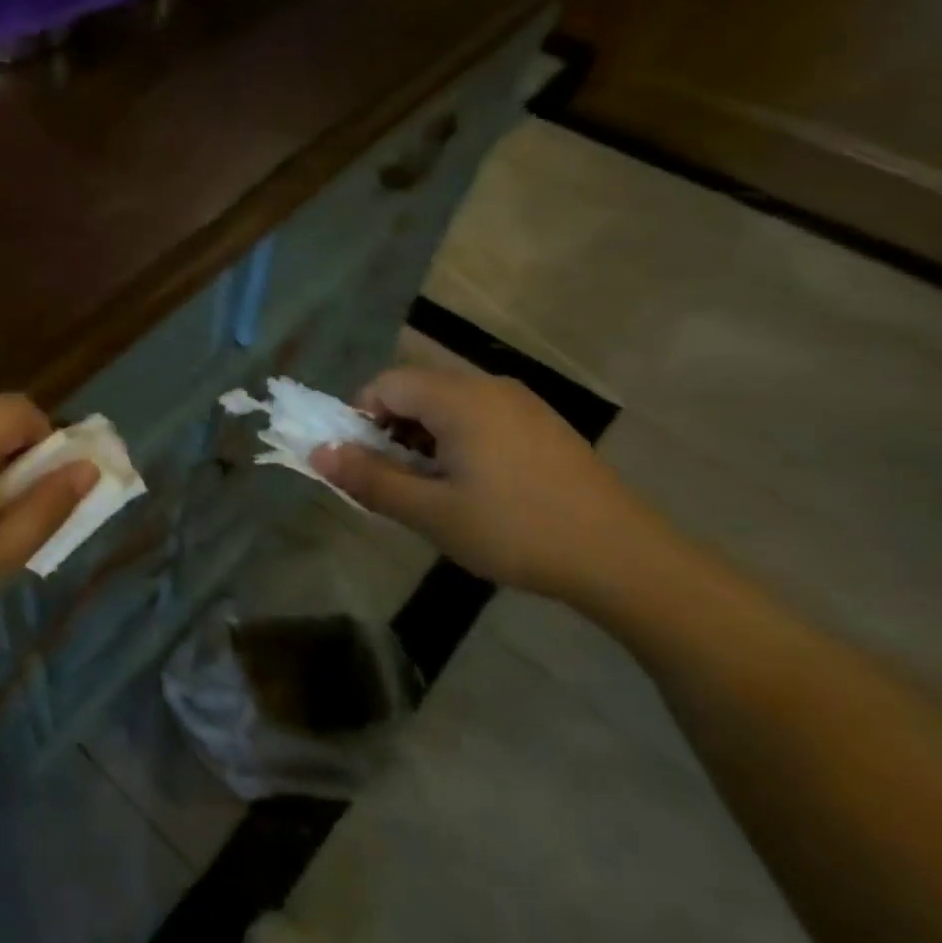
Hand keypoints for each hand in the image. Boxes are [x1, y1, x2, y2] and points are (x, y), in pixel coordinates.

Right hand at [310, 366, 668, 608]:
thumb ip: (370, 479)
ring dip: (423, 439)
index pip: (385, 384)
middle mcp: (489, 387)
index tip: (363, 464)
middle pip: (416, 391)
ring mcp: (522, 404)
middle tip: (395, 483)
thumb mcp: (431, 512)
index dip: (360, 419)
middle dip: (390, 432)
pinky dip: (457, 442)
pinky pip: (480, 417)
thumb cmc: (516, 531)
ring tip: (433, 491)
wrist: (623, 558)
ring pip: (447, 406)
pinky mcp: (543, 425)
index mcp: (459, 398)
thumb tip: (318, 454)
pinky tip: (474, 487)